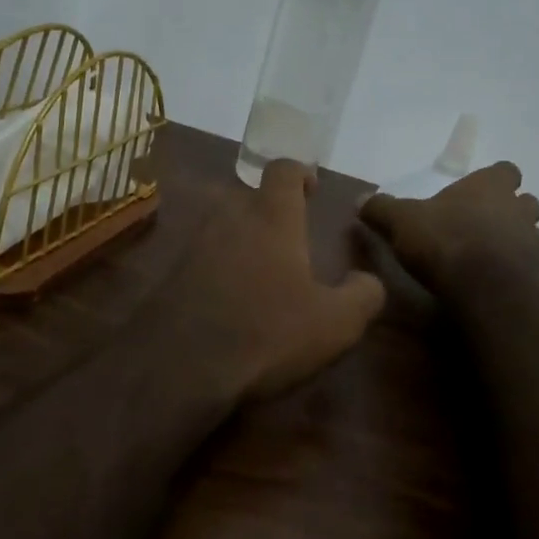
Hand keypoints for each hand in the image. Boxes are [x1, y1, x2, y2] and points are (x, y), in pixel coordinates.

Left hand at [156, 160, 387, 402]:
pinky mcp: (170, 274)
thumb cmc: (267, 334)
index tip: (312, 189)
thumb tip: (368, 281)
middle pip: (250, 197)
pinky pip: (202, 258)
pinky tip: (230, 302)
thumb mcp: (335, 324)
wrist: (178, 368)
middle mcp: (228, 219)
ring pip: (223, 227)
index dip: (300, 173)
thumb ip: (363, 295)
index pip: (283, 170)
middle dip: (271, 212)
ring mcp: (193, 245)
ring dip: (243, 241)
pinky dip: (218, 269)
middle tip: (291, 242)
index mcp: (271, 218)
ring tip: (262, 275)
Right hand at [358, 162, 538, 292]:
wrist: (487, 285)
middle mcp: (516, 208)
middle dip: (510, 210)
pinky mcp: (537, 274)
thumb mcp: (402, 221)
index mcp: (488, 186)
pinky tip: (494, 282)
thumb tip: (360, 198)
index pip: (505, 170)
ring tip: (488, 256)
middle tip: (485, 225)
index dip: (495, 179)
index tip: (479, 191)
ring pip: (530, 233)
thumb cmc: (445, 239)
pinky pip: (529, 267)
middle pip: (525, 202)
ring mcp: (531, 241)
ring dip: (514, 241)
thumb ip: (382, 209)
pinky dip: (515, 271)